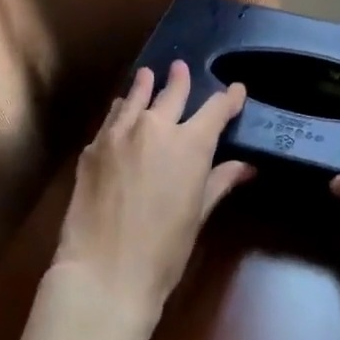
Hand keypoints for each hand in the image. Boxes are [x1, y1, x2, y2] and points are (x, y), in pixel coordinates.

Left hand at [53, 61, 254, 320]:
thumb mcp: (198, 215)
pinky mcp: (92, 148)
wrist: (103, 271)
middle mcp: (155, 127)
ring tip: (148, 74)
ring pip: (136, 98)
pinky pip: (112, 119)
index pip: (215, 110)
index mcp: (190, 144)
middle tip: (182, 67)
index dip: (229, 98)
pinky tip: (121, 110)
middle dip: (181, 80)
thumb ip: (219, 182)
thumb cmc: (163, 250)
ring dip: (146, 86)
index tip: (237, 90)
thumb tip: (246, 167)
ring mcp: (119, 134)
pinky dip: (121, 110)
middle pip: (172, 93)